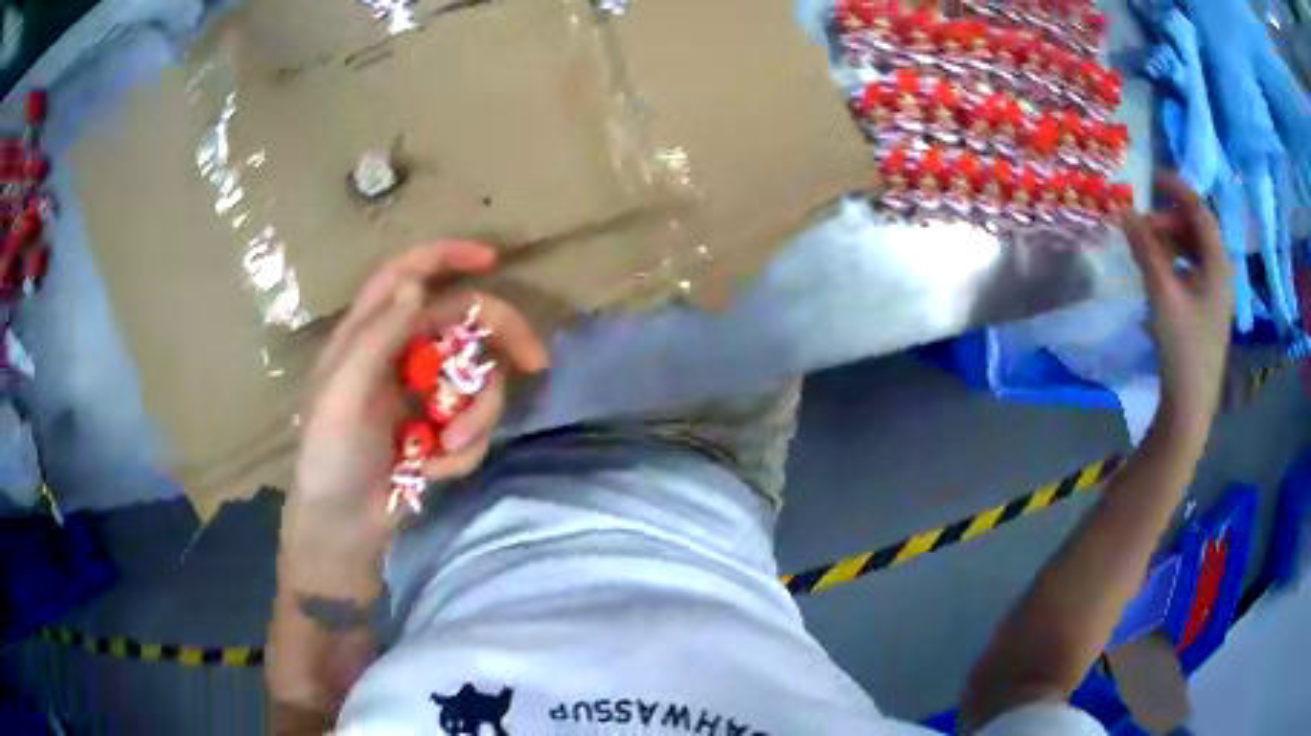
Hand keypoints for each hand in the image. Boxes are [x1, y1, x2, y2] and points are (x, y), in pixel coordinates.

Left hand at [284, 242, 549, 564]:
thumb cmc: (330, 456)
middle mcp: (400, 354)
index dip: (446, 256)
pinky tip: (434, 472)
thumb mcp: (342, 395)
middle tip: (536, 363)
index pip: (406, 274)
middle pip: (463, 321)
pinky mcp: (439, 429)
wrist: (344, 525)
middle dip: (501, 339)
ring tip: (449, 450)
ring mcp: (423, 393)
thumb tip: (416, 286)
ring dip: (476, 417)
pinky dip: (463, 450)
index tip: (492, 260)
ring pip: (477, 380)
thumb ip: (375, 338)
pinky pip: (473, 425)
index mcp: (368, 335)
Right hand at [1123, 171, 1232, 437]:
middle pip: (1197, 230)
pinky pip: (1192, 272)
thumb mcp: (1162, 294)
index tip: (1150, 179)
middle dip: (1169, 220)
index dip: (1176, 189)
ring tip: (1146, 251)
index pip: (1200, 210)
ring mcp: (1216, 295)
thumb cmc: (1183, 349)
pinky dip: (1174, 264)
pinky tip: (1158, 277)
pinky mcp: (1207, 313)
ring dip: (1170, 242)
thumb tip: (1124, 209)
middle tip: (1142, 227)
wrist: (1191, 408)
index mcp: (1218, 265)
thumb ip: (1145, 249)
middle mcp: (1221, 274)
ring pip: (1194, 251)